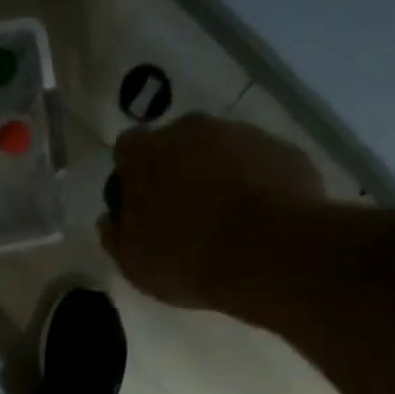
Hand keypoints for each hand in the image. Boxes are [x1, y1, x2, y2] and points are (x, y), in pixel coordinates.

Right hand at [101, 113, 327, 312]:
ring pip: (220, 150)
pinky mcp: (282, 149)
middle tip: (181, 213)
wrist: (272, 254)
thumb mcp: (134, 263)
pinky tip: (257, 219)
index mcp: (147, 154)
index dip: (131, 175)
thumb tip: (112, 219)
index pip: (127, 149)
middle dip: (176, 170)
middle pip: (176, 143)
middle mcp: (192, 131)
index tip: (138, 205)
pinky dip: (253, 182)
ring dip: (216, 174)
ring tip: (225, 219)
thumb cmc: (187, 260)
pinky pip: (257, 163)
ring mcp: (242, 135)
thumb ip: (116, 235)